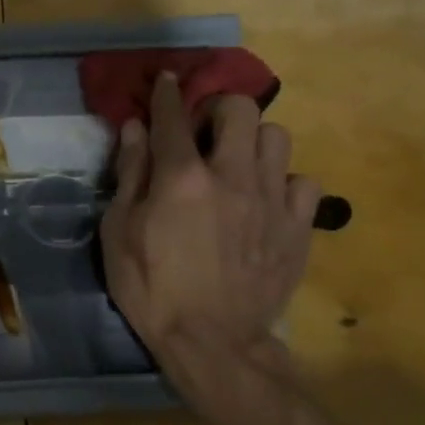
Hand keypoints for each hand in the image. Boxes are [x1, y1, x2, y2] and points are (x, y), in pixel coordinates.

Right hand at [100, 73, 320, 416]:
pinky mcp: (299, 228)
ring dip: (253, 142)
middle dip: (219, 109)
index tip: (166, 80)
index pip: (173, 116)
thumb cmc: (152, 289)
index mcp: (182, 177)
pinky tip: (267, 202)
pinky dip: (284, 184)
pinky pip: (304, 183)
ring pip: (277, 137)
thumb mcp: (119, 232)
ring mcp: (272, 200)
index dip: (167, 92)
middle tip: (204, 132)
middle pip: (239, 109)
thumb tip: (134, 129)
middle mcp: (232, 176)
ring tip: (238, 164)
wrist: (212, 344)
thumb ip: (129, 175)